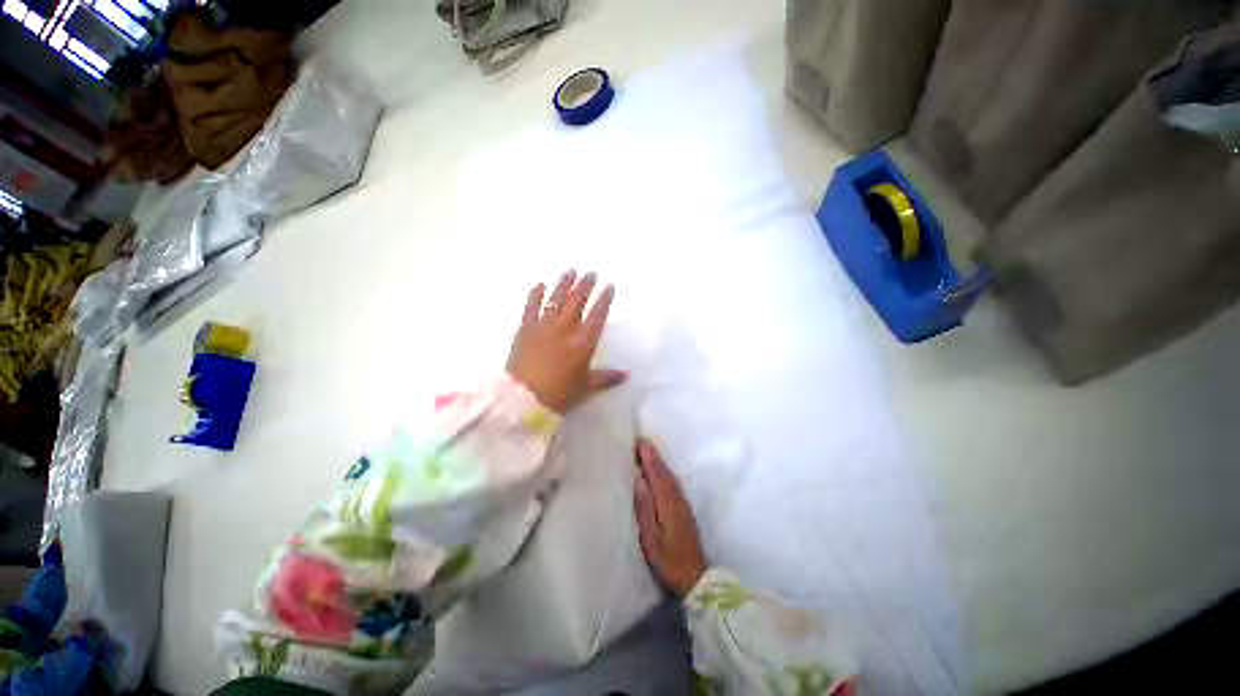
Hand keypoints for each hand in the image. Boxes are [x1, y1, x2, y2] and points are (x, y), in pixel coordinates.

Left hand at [506, 269, 626, 413]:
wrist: (523, 399)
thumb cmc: (559, 394)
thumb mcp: (586, 387)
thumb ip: (607, 378)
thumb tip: (627, 375)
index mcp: (583, 342)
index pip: (597, 315)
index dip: (604, 299)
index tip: (609, 286)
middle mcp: (565, 328)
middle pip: (577, 300)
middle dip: (585, 285)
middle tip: (591, 272)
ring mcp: (544, 326)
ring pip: (556, 299)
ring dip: (564, 283)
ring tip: (570, 271)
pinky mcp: (525, 328)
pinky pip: (531, 306)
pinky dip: (536, 294)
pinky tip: (540, 284)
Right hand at [633, 438, 707, 596]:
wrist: (696, 579)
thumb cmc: (669, 561)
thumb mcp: (651, 538)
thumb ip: (644, 508)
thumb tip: (638, 480)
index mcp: (668, 502)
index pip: (657, 473)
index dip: (649, 457)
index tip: (639, 441)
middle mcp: (678, 498)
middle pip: (664, 472)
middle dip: (653, 456)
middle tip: (640, 442)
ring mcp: (683, 504)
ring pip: (669, 476)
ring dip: (658, 463)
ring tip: (646, 453)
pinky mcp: (684, 510)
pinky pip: (672, 484)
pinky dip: (663, 473)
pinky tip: (658, 474)